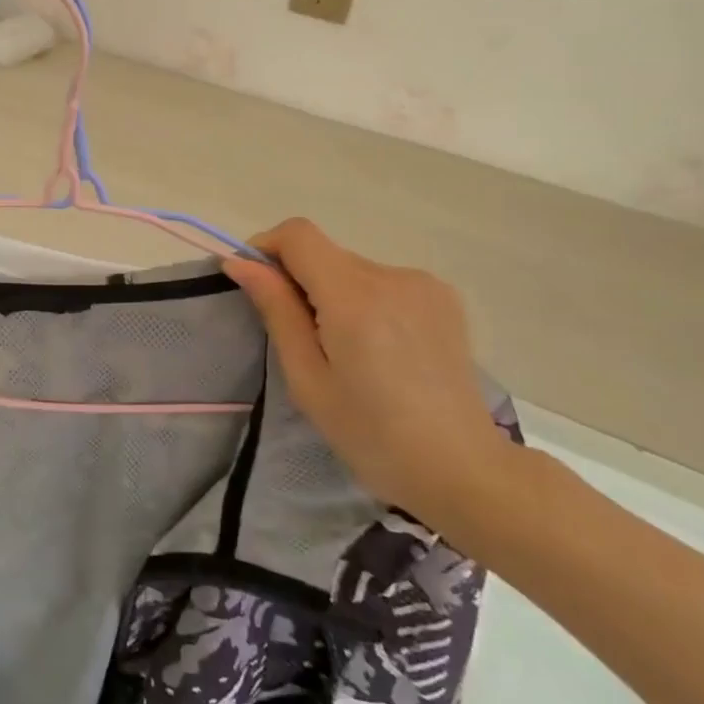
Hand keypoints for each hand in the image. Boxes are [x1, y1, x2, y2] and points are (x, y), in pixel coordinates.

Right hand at [221, 218, 513, 528]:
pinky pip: (382, 282)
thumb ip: (276, 310)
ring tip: (345, 350)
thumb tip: (241, 263)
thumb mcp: (307, 377)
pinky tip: (378, 348)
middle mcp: (392, 276)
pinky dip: (364, 301)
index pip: (298, 235)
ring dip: (333, 293)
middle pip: (325, 253)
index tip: (255, 284)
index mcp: (354, 297)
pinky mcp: (443, 297)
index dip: (267, 248)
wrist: (462, 468)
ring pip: (352, 268)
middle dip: (299, 281)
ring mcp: (424, 284)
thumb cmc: (370, 433)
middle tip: (299, 338)